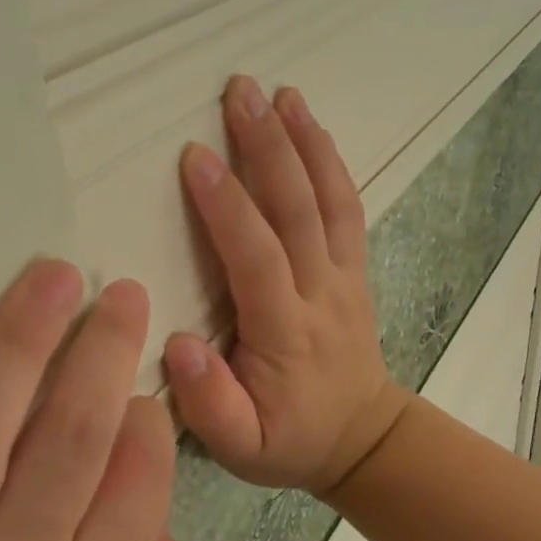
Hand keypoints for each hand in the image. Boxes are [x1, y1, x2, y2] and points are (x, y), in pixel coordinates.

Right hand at [163, 76, 412, 495]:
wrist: (362, 437)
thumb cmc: (291, 440)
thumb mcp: (242, 449)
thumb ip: (210, 404)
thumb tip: (178, 343)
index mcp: (286, 333)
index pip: (257, 258)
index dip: (229, 207)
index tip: (197, 157)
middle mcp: (321, 293)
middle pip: (298, 211)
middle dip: (269, 148)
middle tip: (240, 91)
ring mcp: (344, 276)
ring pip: (329, 200)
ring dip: (305, 142)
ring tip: (281, 92)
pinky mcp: (354, 269)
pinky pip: (348, 209)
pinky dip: (332, 164)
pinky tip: (313, 127)